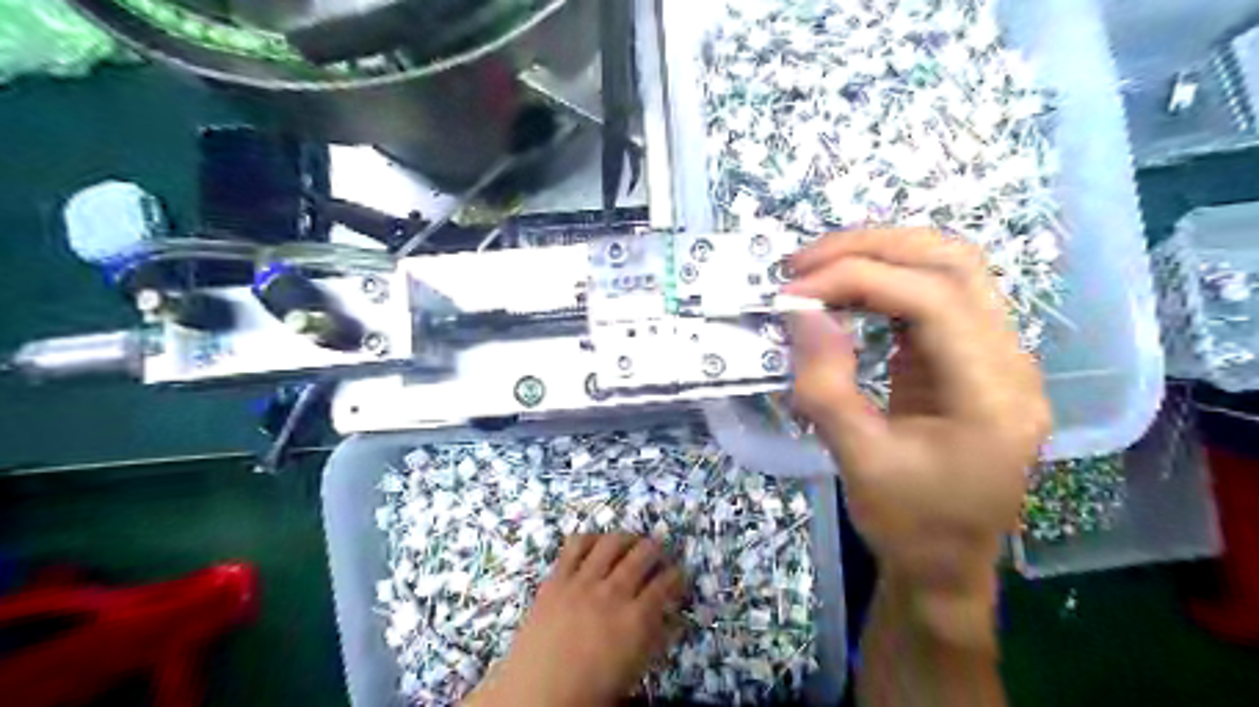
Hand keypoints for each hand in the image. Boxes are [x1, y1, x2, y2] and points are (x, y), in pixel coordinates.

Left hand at [466, 532, 687, 702]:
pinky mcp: (556, 579)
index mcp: (636, 620)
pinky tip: (596, 544)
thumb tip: (675, 618)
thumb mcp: (634, 670)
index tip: (678, 574)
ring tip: (631, 542)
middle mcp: (612, 592)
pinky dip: (590, 539)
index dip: (677, 575)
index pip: (666, 584)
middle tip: (658, 553)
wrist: (536, 696)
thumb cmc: (590, 692)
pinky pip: (575, 546)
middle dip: (657, 549)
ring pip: (612, 542)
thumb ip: (656, 639)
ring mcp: (582, 582)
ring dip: (627, 538)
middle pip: (643, 554)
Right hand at [789, 230, 1047, 643]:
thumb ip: (826, 387)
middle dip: (873, 248)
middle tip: (803, 262)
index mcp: (993, 395)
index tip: (794, 291)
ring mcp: (997, 355)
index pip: (934, 300)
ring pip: (951, 268)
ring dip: (882, 254)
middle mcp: (1010, 362)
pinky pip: (936, 295)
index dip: (859, 279)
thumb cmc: (909, 525)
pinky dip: (887, 280)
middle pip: (954, 263)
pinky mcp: (971, 357)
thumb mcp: (859, 462)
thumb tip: (801, 312)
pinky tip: (847, 291)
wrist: (948, 564)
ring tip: (820, 266)